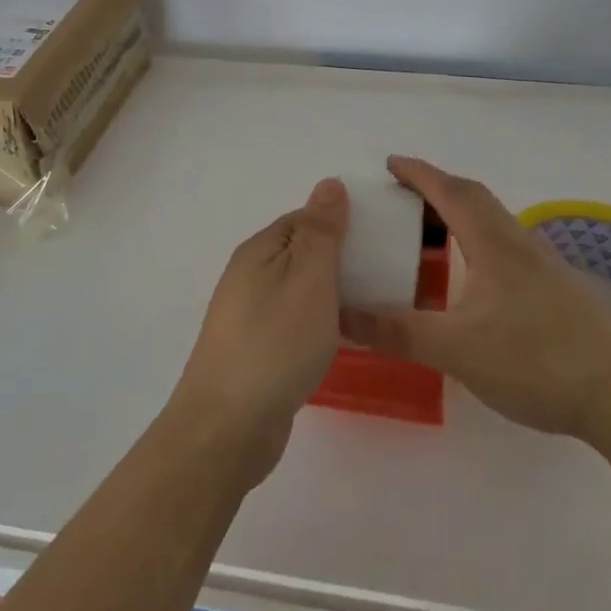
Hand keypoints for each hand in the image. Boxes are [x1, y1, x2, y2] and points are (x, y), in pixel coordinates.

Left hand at [168, 178, 348, 482]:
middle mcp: (248, 277)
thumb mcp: (308, 277)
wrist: (229, 426)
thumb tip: (328, 184)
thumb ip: (321, 231)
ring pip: (298, 290)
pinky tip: (339, 339)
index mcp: (258, 250)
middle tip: (381, 274)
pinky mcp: (255, 352)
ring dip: (330, 293)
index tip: (377, 239)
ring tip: (369, 306)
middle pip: (300, 254)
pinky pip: (293, 322)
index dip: (340, 223)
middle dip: (338, 259)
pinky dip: (318, 323)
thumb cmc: (276, 342)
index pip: (303, 219)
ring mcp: (248, 317)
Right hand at [341, 156, 610, 438]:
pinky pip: (505, 247)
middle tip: (402, 198)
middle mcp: (519, 244)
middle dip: (437, 189)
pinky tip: (469, 279)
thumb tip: (342, 317)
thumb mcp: (456, 349)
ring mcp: (542, 266)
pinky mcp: (555, 289)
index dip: (419, 174)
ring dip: (459, 216)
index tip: (390, 163)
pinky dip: (476, 244)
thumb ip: (398, 332)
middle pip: (475, 199)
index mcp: (494, 244)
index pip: (451, 193)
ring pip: (493, 223)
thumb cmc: (535, 361)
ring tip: (428, 235)